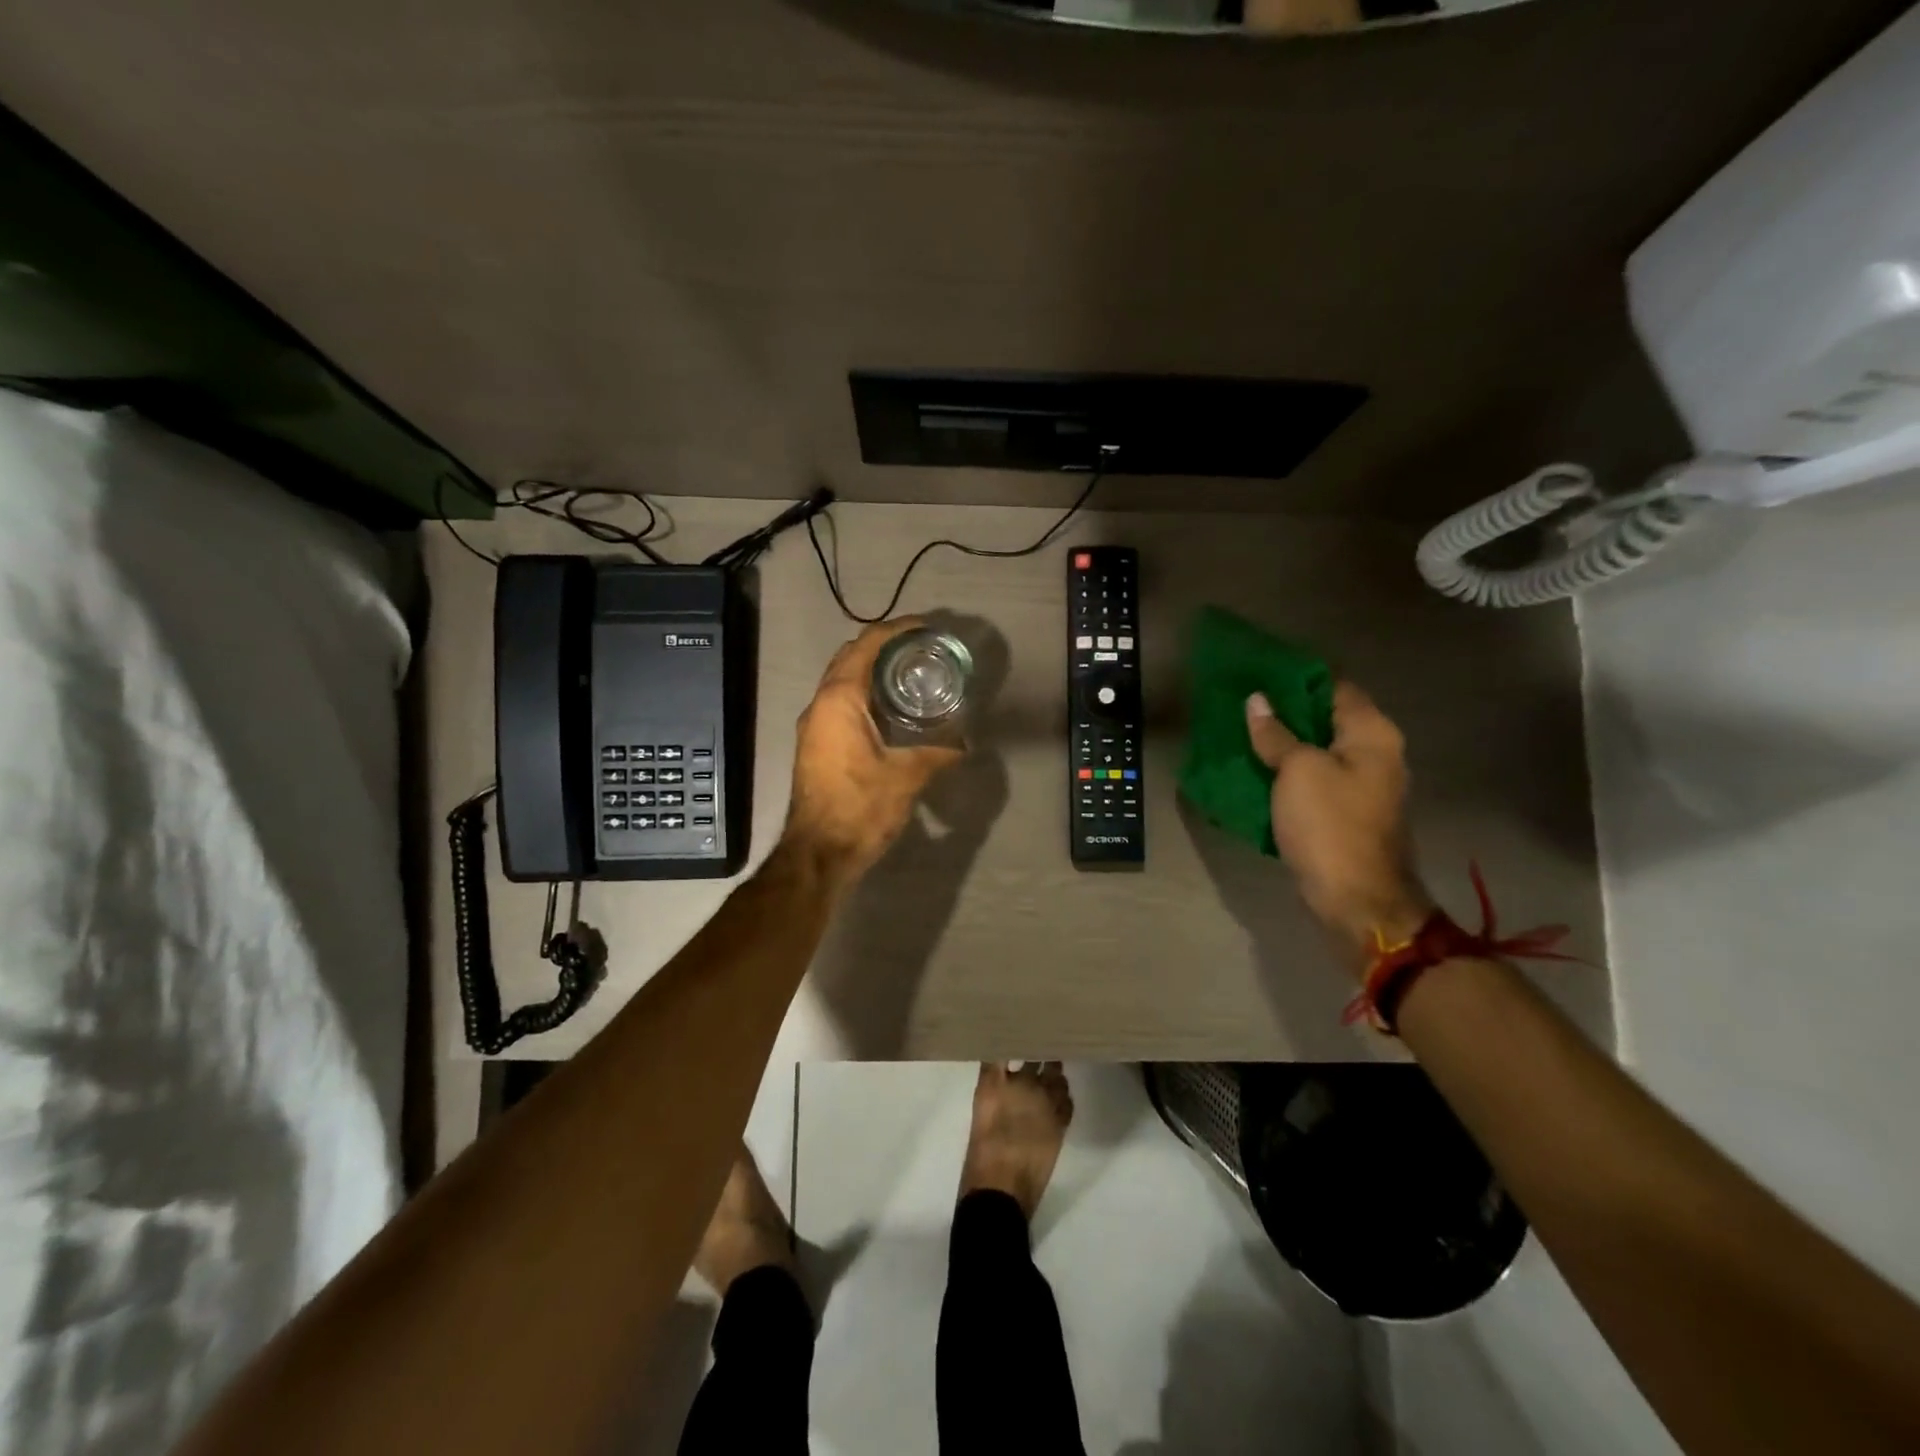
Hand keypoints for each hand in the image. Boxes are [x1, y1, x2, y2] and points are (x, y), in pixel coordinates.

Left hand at [783, 619, 964, 888]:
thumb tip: (964, 744)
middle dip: (883, 646)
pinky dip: (864, 695)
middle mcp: (820, 705)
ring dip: (871, 671)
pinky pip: (840, 704)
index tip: (925, 626)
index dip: (895, 630)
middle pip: (849, 658)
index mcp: (839, 700)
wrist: (818, 853)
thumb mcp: (907, 777)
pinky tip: (892, 711)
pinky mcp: (816, 745)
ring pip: (842, 682)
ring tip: (910, 673)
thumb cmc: (860, 807)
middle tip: (921, 649)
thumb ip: (938, 754)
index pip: (866, 646)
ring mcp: (814, 726)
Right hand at [1245, 682, 1432, 972]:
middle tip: (1242, 702)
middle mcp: (1376, 753)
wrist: (1355, 899)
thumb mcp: (1298, 771)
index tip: (1259, 673)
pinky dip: (1288, 772)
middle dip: (1285, 710)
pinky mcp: (1346, 812)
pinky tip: (1257, 768)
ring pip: (1318, 750)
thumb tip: (1257, 701)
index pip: (1335, 687)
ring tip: (1242, 732)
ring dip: (1284, 742)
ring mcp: (1363, 785)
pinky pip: (1314, 779)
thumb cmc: (1330, 825)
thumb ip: (1276, 733)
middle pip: (1326, 718)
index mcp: (1372, 734)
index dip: (1297, 677)